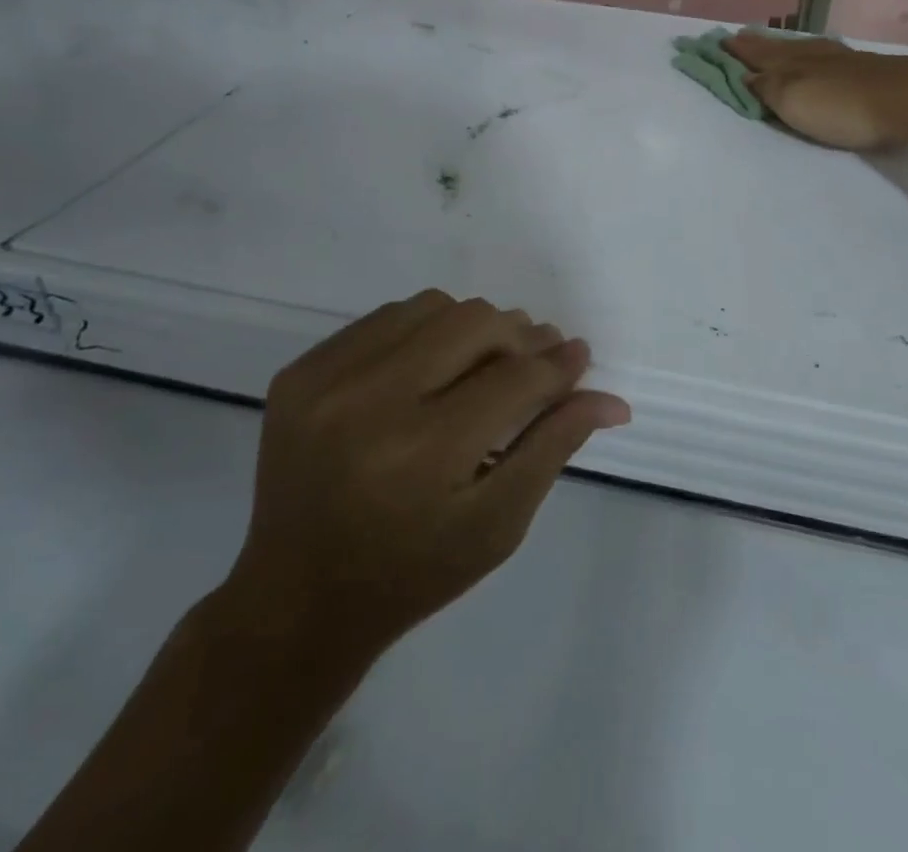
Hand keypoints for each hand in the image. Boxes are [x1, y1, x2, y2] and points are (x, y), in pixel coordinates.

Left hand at [221, 291, 628, 656]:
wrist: (296, 599)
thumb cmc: (412, 573)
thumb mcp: (497, 525)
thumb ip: (553, 448)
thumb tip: (611, 398)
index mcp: (423, 455)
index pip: (514, 380)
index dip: (557, 364)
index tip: (578, 355)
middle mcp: (369, 404)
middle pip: (474, 324)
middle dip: (518, 337)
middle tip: (535, 358)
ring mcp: (325, 382)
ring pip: (432, 308)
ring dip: (470, 327)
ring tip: (483, 362)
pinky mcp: (300, 373)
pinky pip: (384, 319)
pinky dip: (422, 331)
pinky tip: (431, 365)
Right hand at [724, 32, 907, 150]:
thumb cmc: (841, 105)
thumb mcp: (792, 99)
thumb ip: (766, 88)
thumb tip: (744, 76)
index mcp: (790, 63)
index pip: (755, 55)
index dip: (736, 52)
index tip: (717, 42)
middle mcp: (812, 56)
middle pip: (778, 48)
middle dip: (756, 45)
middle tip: (739, 37)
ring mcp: (841, 60)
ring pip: (802, 49)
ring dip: (783, 47)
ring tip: (772, 44)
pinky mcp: (865, 69)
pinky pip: (825, 55)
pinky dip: (812, 54)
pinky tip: (818, 54)